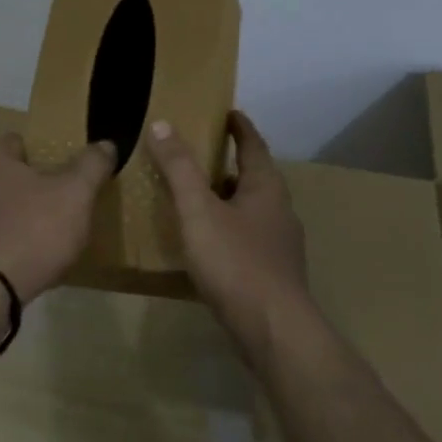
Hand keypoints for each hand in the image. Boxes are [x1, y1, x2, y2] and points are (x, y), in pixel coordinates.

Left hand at [0, 135, 116, 301]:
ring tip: (43, 239)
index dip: (44, 154)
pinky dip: (2, 243)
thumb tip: (106, 144)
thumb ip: (91, 165)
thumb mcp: (75, 194)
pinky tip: (22, 262)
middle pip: (4, 176)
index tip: (64, 174)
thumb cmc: (31, 231)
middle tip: (58, 206)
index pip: (19, 142)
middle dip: (28, 188)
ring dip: (13, 217)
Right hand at [147, 112, 308, 359]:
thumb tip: (162, 124)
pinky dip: (227, 229)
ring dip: (227, 199)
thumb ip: (180, 168)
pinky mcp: (273, 273)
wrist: (273, 329)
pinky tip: (207, 244)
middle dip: (229, 164)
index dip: (239, 127)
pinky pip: (247, 238)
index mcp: (266, 188)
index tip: (228, 112)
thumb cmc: (236, 262)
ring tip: (196, 198)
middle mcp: (279, 210)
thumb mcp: (199, 210)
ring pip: (250, 210)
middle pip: (254, 178)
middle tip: (199, 155)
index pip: (254, 145)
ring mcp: (279, 245)